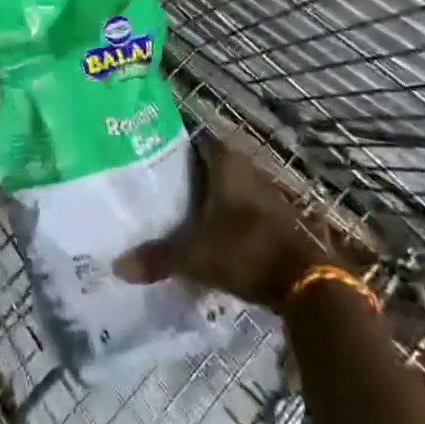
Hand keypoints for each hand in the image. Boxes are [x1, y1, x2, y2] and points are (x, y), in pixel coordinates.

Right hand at [113, 133, 360, 312]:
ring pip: (228, 187)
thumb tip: (117, 266)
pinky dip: (227, 218)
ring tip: (178, 213)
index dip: (172, 148)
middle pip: (210, 164)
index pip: (193, 140)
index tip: (149, 157)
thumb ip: (159, 258)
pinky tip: (210, 235)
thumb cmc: (246, 250)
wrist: (307, 283)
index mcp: (225, 160)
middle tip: (158, 189)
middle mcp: (246, 166)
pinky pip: (243, 209)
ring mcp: (266, 192)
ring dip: (209, 198)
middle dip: (187, 175)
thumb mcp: (196, 256)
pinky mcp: (278, 218)